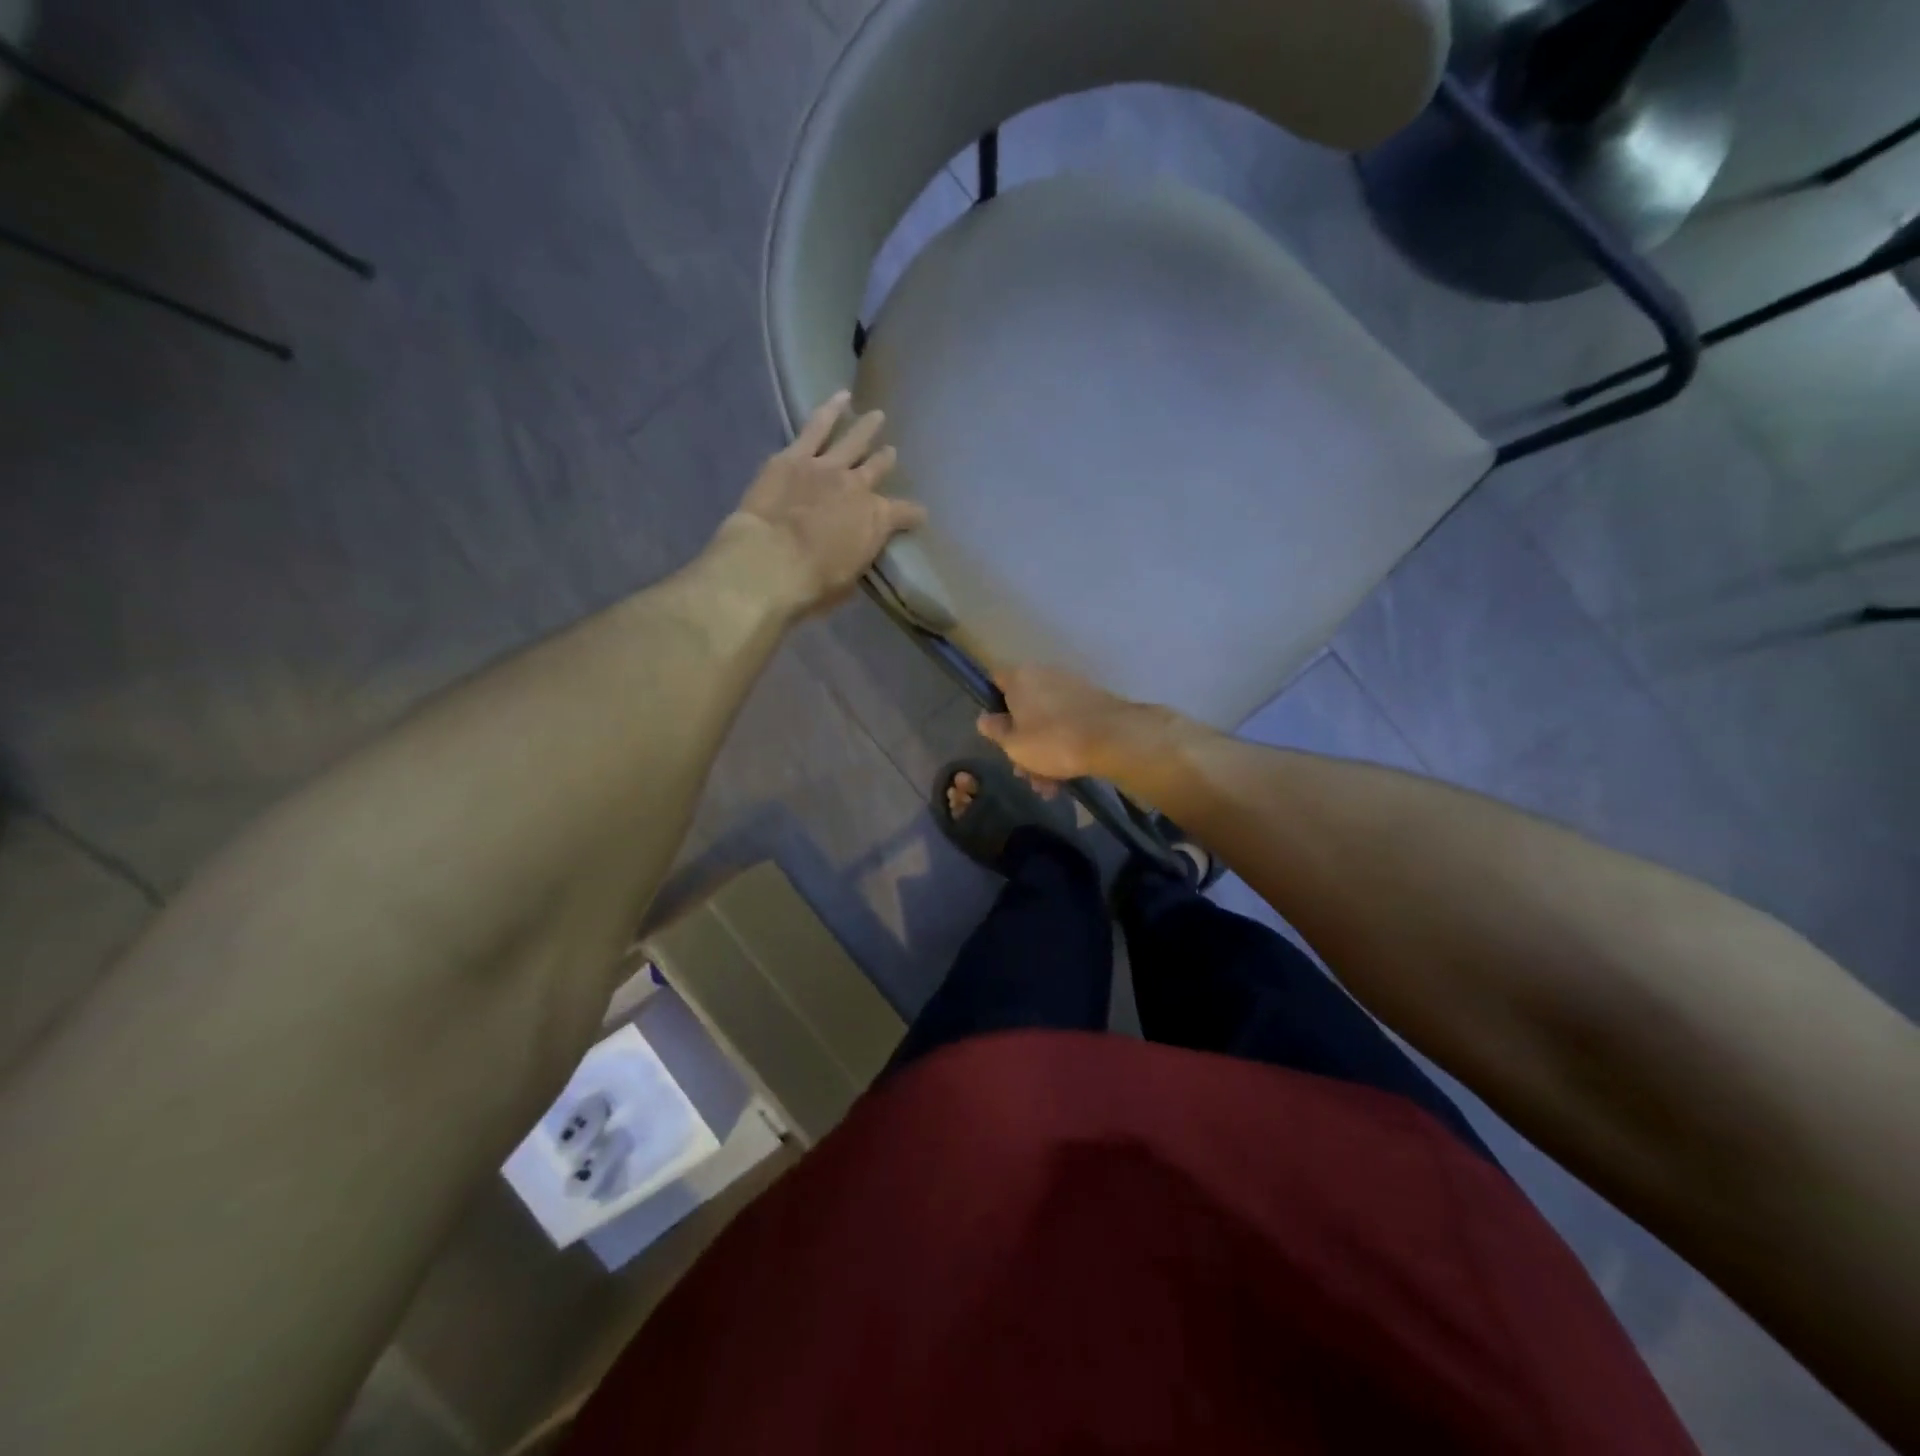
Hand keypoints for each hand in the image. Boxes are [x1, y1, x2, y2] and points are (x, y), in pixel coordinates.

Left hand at [721, 392, 925, 615]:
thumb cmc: (812, 584)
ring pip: (852, 440)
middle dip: (886, 461)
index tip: (919, 515)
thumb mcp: (848, 580)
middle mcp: (858, 487)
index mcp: (876, 521)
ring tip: (875, 415)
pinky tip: (840, 397)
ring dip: (865, 428)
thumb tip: (856, 551)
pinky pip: (816, 427)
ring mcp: (826, 467)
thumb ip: (857, 558)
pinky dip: (829, 410)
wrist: (770, 561)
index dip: (913, 515)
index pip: (905, 514)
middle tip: (891, 453)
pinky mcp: (794, 457)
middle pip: (877, 469)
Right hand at [976, 665, 1190, 784]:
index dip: (992, 706)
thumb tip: (985, 718)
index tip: (995, 732)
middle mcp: (1045, 674)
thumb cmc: (1052, 740)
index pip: (996, 682)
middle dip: (1022, 743)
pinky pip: (1069, 724)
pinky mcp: (1094, 703)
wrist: (1113, 739)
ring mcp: (1072, 688)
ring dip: (1044, 753)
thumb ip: (995, 730)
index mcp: (1021, 677)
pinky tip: (1066, 778)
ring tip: (1048, 787)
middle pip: (1024, 708)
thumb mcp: (1013, 743)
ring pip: (1048, 721)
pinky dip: (1065, 747)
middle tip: (1024, 773)